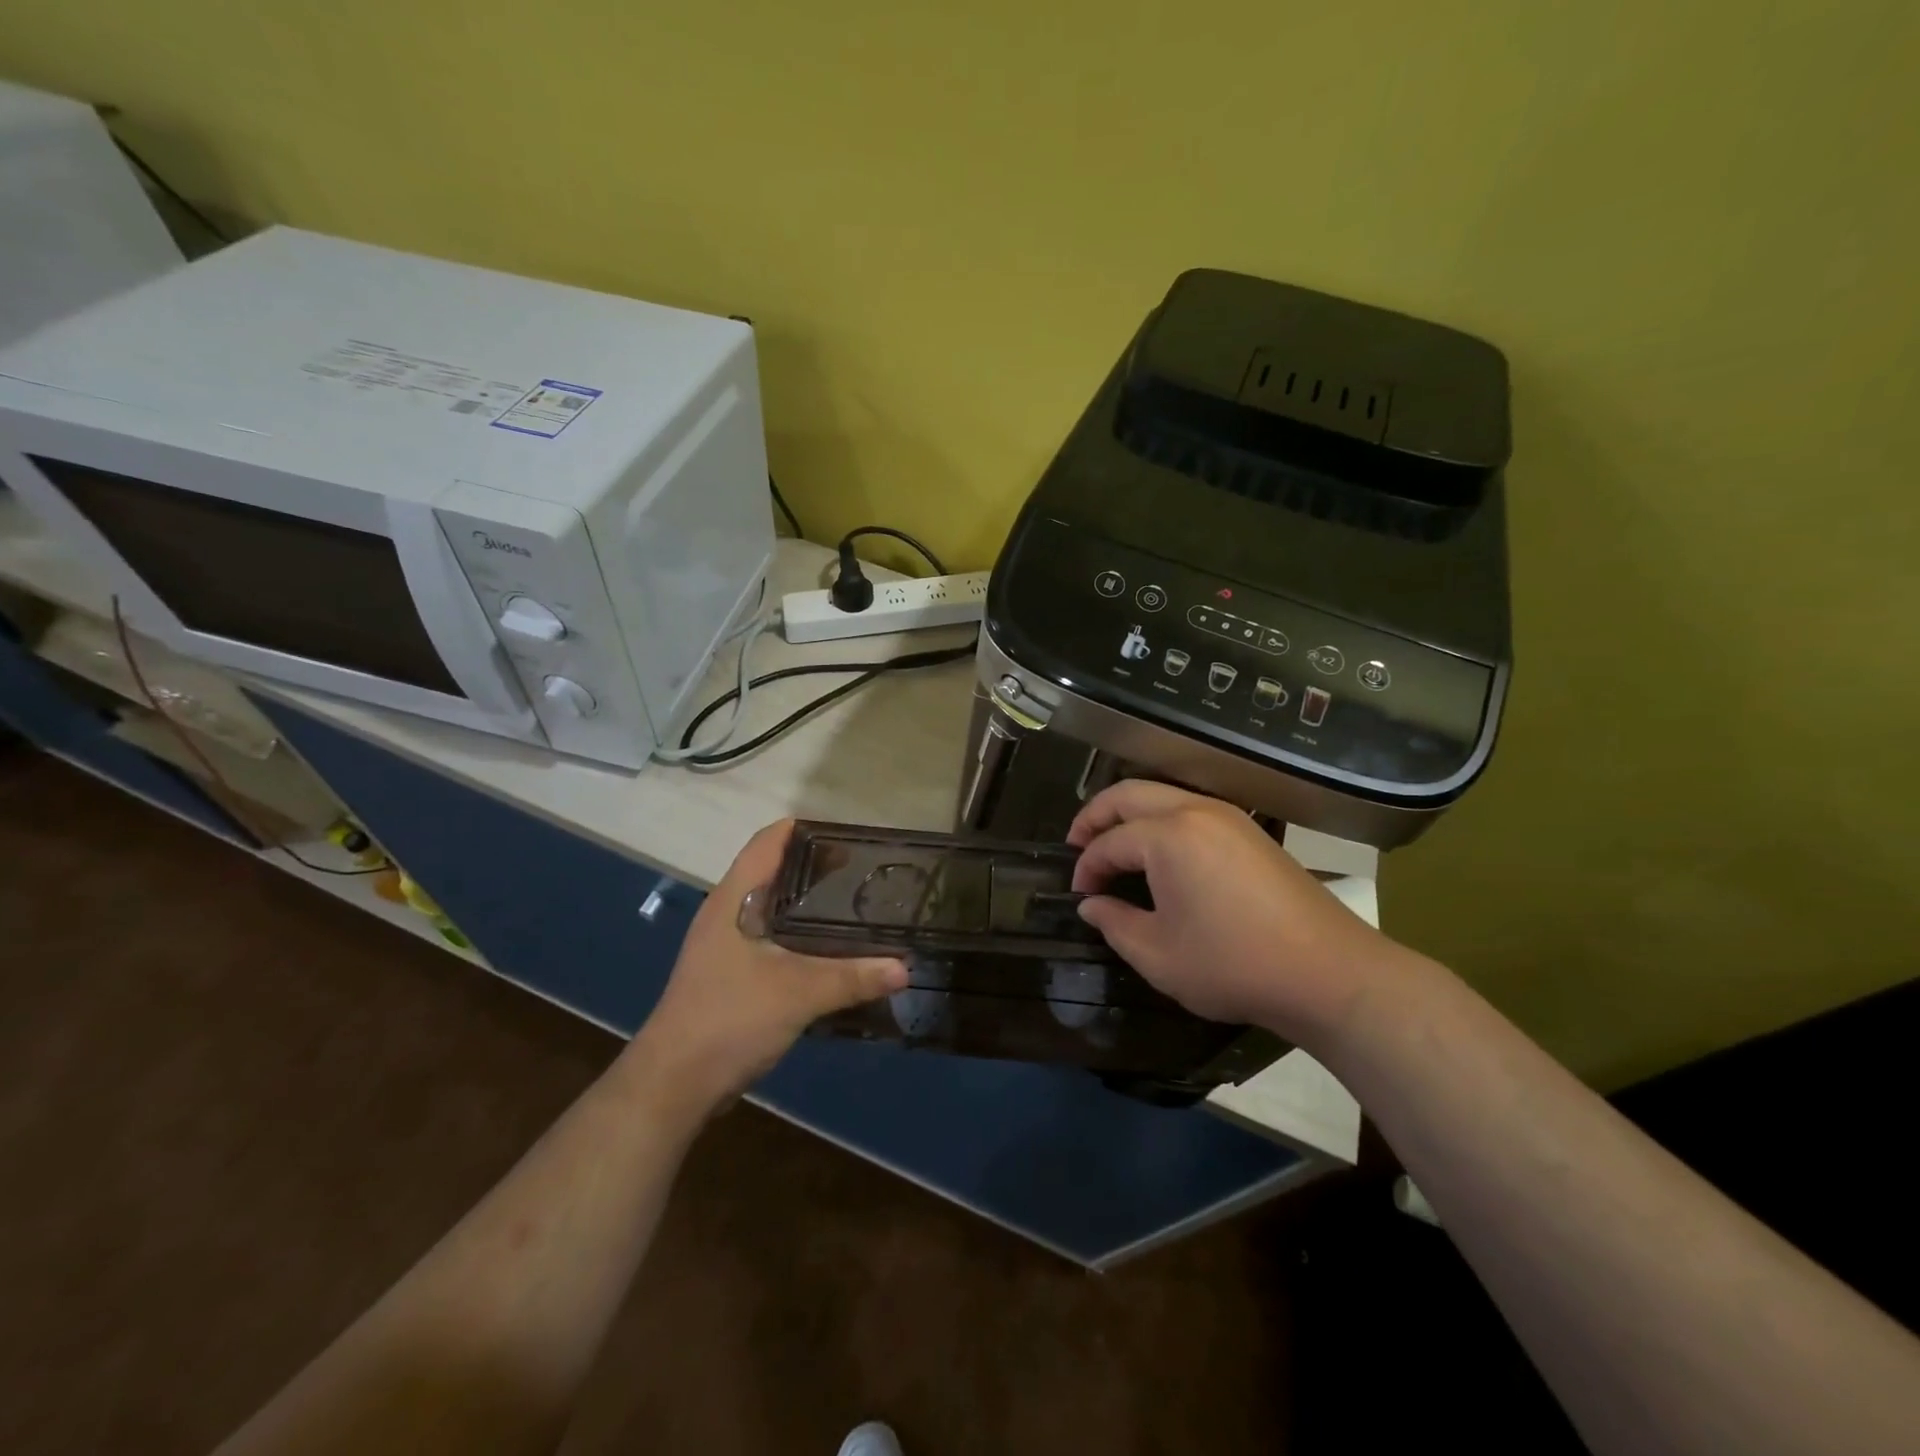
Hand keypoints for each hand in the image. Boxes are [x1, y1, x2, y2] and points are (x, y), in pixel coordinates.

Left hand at [630, 820, 906, 1110]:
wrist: (673, 1084)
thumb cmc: (729, 1019)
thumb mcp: (798, 994)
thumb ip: (853, 977)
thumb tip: (904, 967)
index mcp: (733, 900)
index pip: (767, 842)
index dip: (803, 829)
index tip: (847, 833)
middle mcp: (726, 913)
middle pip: (773, 872)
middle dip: (815, 867)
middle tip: (863, 870)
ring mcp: (725, 945)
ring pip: (772, 908)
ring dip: (808, 904)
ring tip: (853, 905)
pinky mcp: (730, 975)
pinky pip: (771, 938)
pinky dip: (800, 935)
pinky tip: (829, 949)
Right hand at [1067, 781, 1408, 1044]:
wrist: (1328, 972)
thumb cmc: (1233, 965)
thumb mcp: (1158, 955)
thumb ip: (1114, 924)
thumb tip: (1091, 905)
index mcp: (1168, 836)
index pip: (1109, 842)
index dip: (1086, 868)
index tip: (1077, 895)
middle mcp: (1195, 811)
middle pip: (1130, 794)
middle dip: (1095, 816)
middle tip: (1077, 845)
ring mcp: (1228, 816)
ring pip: (1162, 794)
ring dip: (1130, 813)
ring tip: (1113, 844)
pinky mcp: (1250, 831)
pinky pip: (1190, 808)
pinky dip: (1161, 820)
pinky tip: (1159, 852)